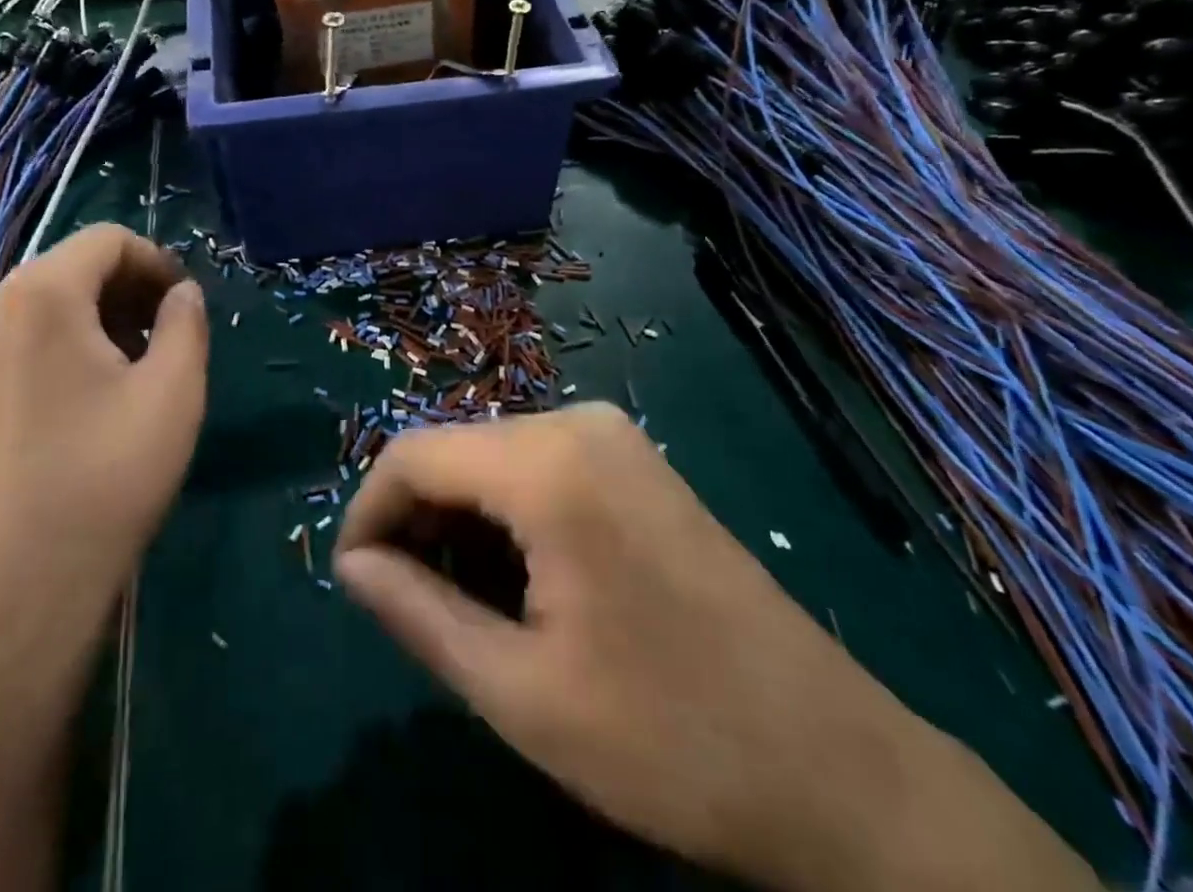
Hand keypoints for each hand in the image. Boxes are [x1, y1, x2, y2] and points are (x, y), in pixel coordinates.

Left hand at [0, 225, 208, 706]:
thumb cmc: (103, 481)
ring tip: (129, 373)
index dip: (158, 261)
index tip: (186, 305)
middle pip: (69, 270)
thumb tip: (181, 293)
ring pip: (39, 307)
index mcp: (37, 294)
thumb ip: (187, 322)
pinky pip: (10, 344)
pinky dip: (55, 350)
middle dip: (126, 293)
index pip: (107, 240)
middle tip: (165, 340)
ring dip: (94, 322)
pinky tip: (80, 404)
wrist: (8, 599)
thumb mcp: (174, 392)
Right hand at [335, 403, 1099, 891]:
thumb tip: (352, 565)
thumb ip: (418, 614)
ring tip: (462, 603)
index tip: (355, 579)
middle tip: (409, 604)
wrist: (841, 770)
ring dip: (461, 522)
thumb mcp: (520, 692)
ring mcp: (613, 436)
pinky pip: (539, 466)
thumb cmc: (670, 738)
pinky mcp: (635, 461)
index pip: (413, 455)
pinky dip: (506, 515)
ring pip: (493, 459)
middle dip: (417, 520)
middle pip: (455, 451)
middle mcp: (577, 422)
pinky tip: (519, 580)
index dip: (369, 511)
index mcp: (548, 464)